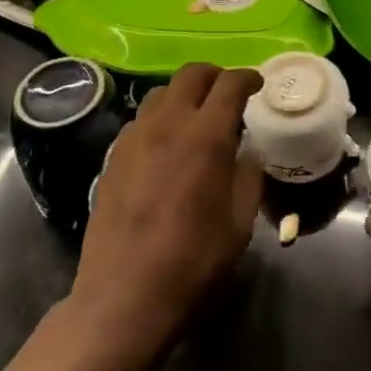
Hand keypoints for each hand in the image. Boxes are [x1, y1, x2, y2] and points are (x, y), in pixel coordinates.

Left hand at [5, 63, 262, 370]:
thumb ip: (248, 177)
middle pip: (192, 73)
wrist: (123, 297)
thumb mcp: (239, 223)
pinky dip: (160, 118)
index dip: (248, 77)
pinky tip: (166, 145)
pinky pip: (141, 119)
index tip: (257, 84)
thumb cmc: (192, 262)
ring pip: (162, 92)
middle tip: (228, 93)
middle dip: (215, 75)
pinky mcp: (113, 156)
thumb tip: (247, 154)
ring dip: (184, 94)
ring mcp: (135, 137)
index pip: (230, 83)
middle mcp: (168, 123)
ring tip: (196, 117)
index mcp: (206, 136)